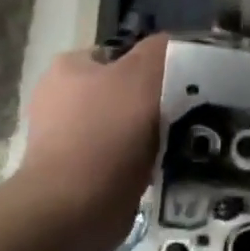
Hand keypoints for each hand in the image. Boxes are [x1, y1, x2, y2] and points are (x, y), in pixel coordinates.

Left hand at [17, 35, 169, 239]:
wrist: (76, 208)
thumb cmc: (107, 132)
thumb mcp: (143, 75)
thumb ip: (161, 50)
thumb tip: (176, 43)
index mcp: (68, 69)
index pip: (119, 54)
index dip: (153, 63)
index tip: (182, 80)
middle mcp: (60, 101)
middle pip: (124, 91)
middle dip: (155, 100)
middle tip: (189, 110)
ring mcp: (67, 140)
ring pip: (126, 125)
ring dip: (152, 132)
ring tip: (182, 139)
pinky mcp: (79, 175)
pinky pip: (122, 158)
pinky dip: (142, 160)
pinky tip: (164, 164)